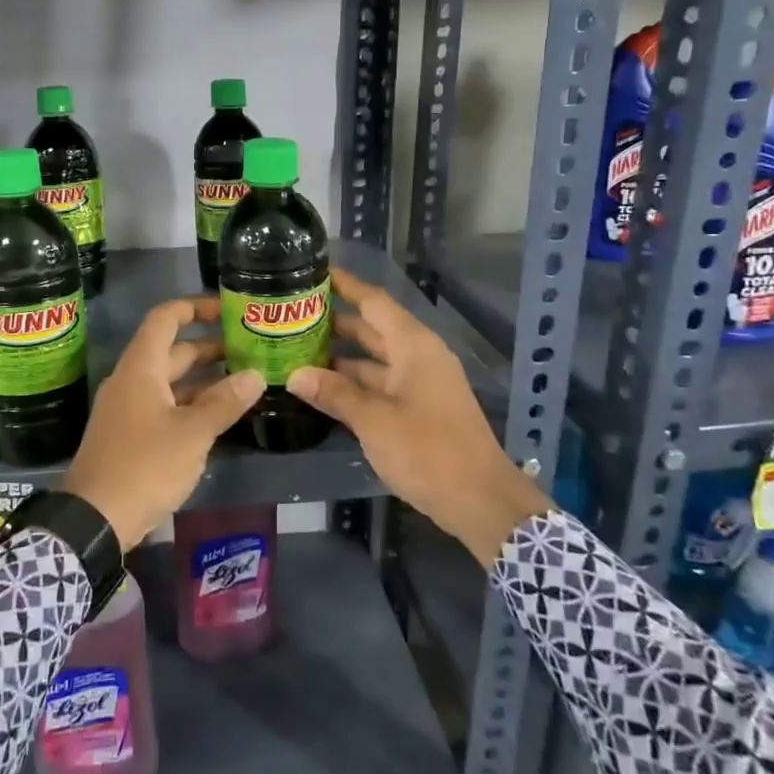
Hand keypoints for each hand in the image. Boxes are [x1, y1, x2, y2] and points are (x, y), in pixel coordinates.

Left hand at [63, 296, 264, 548]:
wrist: (95, 518)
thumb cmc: (144, 465)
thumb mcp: (192, 434)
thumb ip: (224, 402)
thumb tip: (255, 375)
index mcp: (141, 368)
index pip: (165, 318)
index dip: (195, 307)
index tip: (227, 310)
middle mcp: (131, 381)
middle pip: (171, 350)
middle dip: (209, 347)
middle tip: (248, 349)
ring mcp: (128, 409)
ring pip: (169, 382)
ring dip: (202, 379)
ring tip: (243, 381)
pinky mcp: (129, 435)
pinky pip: (164, 406)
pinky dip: (190, 404)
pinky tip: (218, 416)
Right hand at [287, 268, 549, 564]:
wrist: (480, 501)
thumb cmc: (428, 451)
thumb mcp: (374, 421)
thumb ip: (335, 394)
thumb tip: (295, 375)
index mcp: (413, 346)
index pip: (373, 301)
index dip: (345, 285)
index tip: (313, 272)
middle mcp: (418, 356)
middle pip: (372, 327)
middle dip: (335, 321)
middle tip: (293, 315)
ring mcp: (420, 383)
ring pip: (374, 358)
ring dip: (341, 355)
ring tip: (298, 348)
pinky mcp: (419, 407)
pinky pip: (381, 382)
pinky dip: (355, 381)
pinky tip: (323, 387)